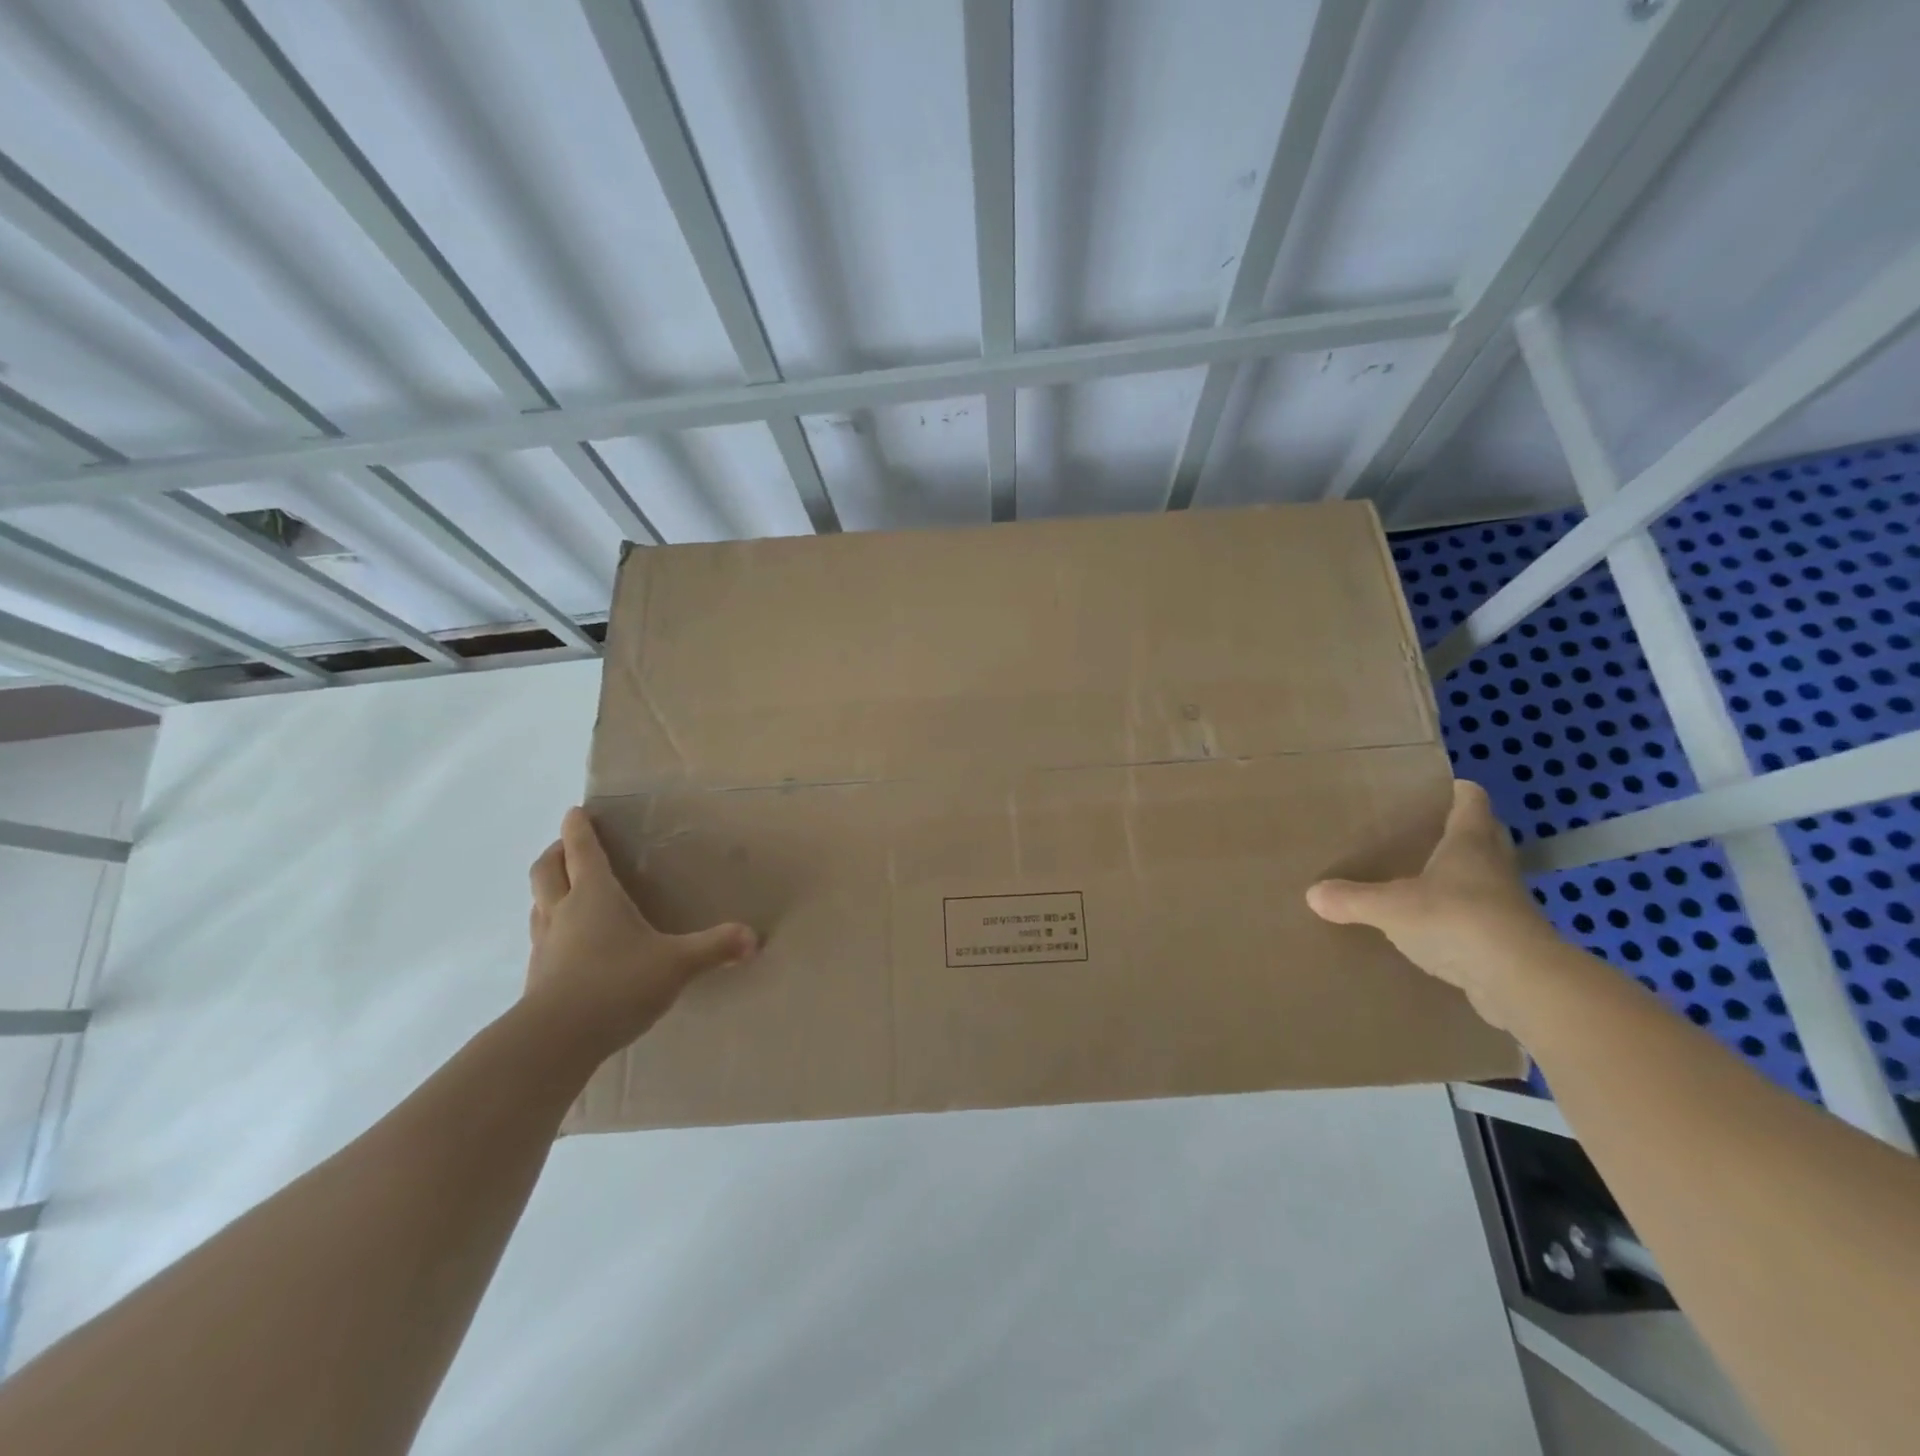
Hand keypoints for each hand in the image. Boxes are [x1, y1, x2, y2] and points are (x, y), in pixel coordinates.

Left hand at [525, 806, 756, 1056]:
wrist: (556, 1040)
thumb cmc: (617, 983)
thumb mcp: (676, 964)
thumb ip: (715, 948)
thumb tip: (754, 938)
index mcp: (594, 895)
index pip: (582, 850)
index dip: (578, 828)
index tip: (576, 812)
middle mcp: (563, 911)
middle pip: (546, 870)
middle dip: (555, 852)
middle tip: (566, 846)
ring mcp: (545, 944)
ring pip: (537, 903)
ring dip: (547, 890)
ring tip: (564, 890)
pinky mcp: (537, 976)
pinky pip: (541, 938)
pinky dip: (550, 927)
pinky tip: (569, 944)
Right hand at [1306, 779, 1556, 1029]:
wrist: (1520, 981)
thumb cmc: (1456, 920)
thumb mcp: (1390, 907)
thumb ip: (1352, 898)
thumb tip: (1312, 894)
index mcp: (1469, 844)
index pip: (1471, 802)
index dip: (1460, 791)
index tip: (1444, 786)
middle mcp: (1494, 867)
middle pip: (1487, 836)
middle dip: (1464, 831)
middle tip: (1429, 831)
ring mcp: (1508, 905)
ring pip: (1487, 877)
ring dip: (1466, 876)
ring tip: (1428, 879)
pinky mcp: (1512, 941)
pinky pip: (1484, 917)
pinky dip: (1465, 916)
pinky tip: (1438, 928)